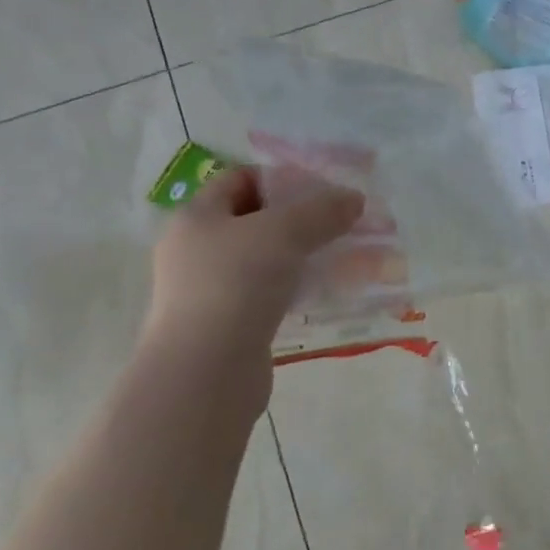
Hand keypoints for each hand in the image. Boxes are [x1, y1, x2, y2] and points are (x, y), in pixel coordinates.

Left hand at [144, 166, 363, 376]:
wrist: (205, 372)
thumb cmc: (237, 283)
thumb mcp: (286, 232)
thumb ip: (323, 209)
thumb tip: (354, 198)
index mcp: (197, 217)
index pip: (240, 179)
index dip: (281, 177)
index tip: (322, 187)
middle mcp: (196, 249)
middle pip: (254, 219)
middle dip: (300, 217)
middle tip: (340, 219)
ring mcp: (208, 289)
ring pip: (264, 258)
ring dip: (302, 253)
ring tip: (341, 253)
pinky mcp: (226, 323)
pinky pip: (267, 292)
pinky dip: (295, 286)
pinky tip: (324, 289)